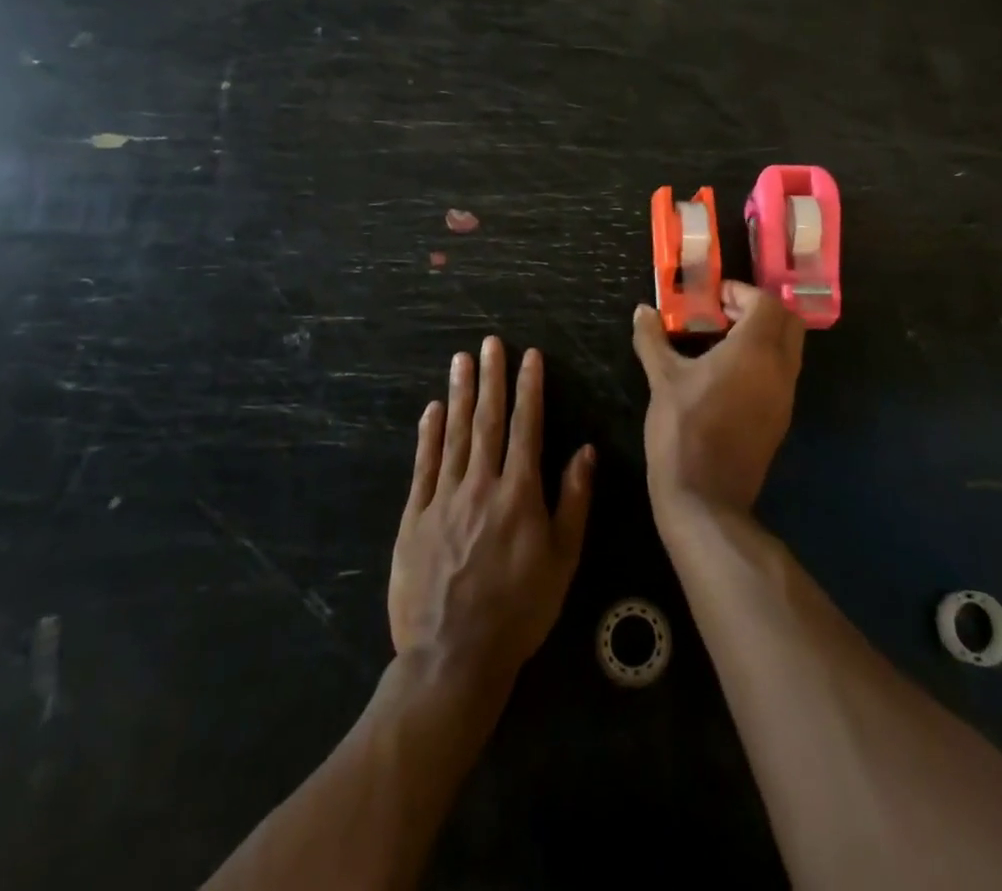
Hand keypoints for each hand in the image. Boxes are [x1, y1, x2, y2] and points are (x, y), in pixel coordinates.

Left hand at [389, 337, 594, 688]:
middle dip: (491, 378)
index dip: (529, 389)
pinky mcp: (415, 517)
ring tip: (461, 360)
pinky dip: (429, 434)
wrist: (453, 657)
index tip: (530, 356)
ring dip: (460, 394)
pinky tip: (433, 409)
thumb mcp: (562, 560)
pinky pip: (424, 466)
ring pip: (454, 435)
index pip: (526, 428)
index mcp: (519, 494)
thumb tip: (586, 450)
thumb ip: (573, 501)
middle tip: (490, 343)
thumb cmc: (519, 609)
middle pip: (487, 421)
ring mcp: (444, 499)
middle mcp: (481, 486)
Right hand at [631, 282, 804, 519]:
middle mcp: (780, 368)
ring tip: (721, 341)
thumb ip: (652, 338)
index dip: (741, 292)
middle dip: (759, 309)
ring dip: (763, 335)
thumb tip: (642, 311)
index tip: (712, 297)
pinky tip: (727, 374)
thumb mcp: (662, 379)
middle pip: (787, 321)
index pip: (765, 302)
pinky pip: (782, 373)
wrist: (705, 497)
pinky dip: (764, 360)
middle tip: (723, 313)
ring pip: (789, 348)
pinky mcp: (780, 418)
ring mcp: (785, 396)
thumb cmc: (683, 429)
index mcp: (755, 350)